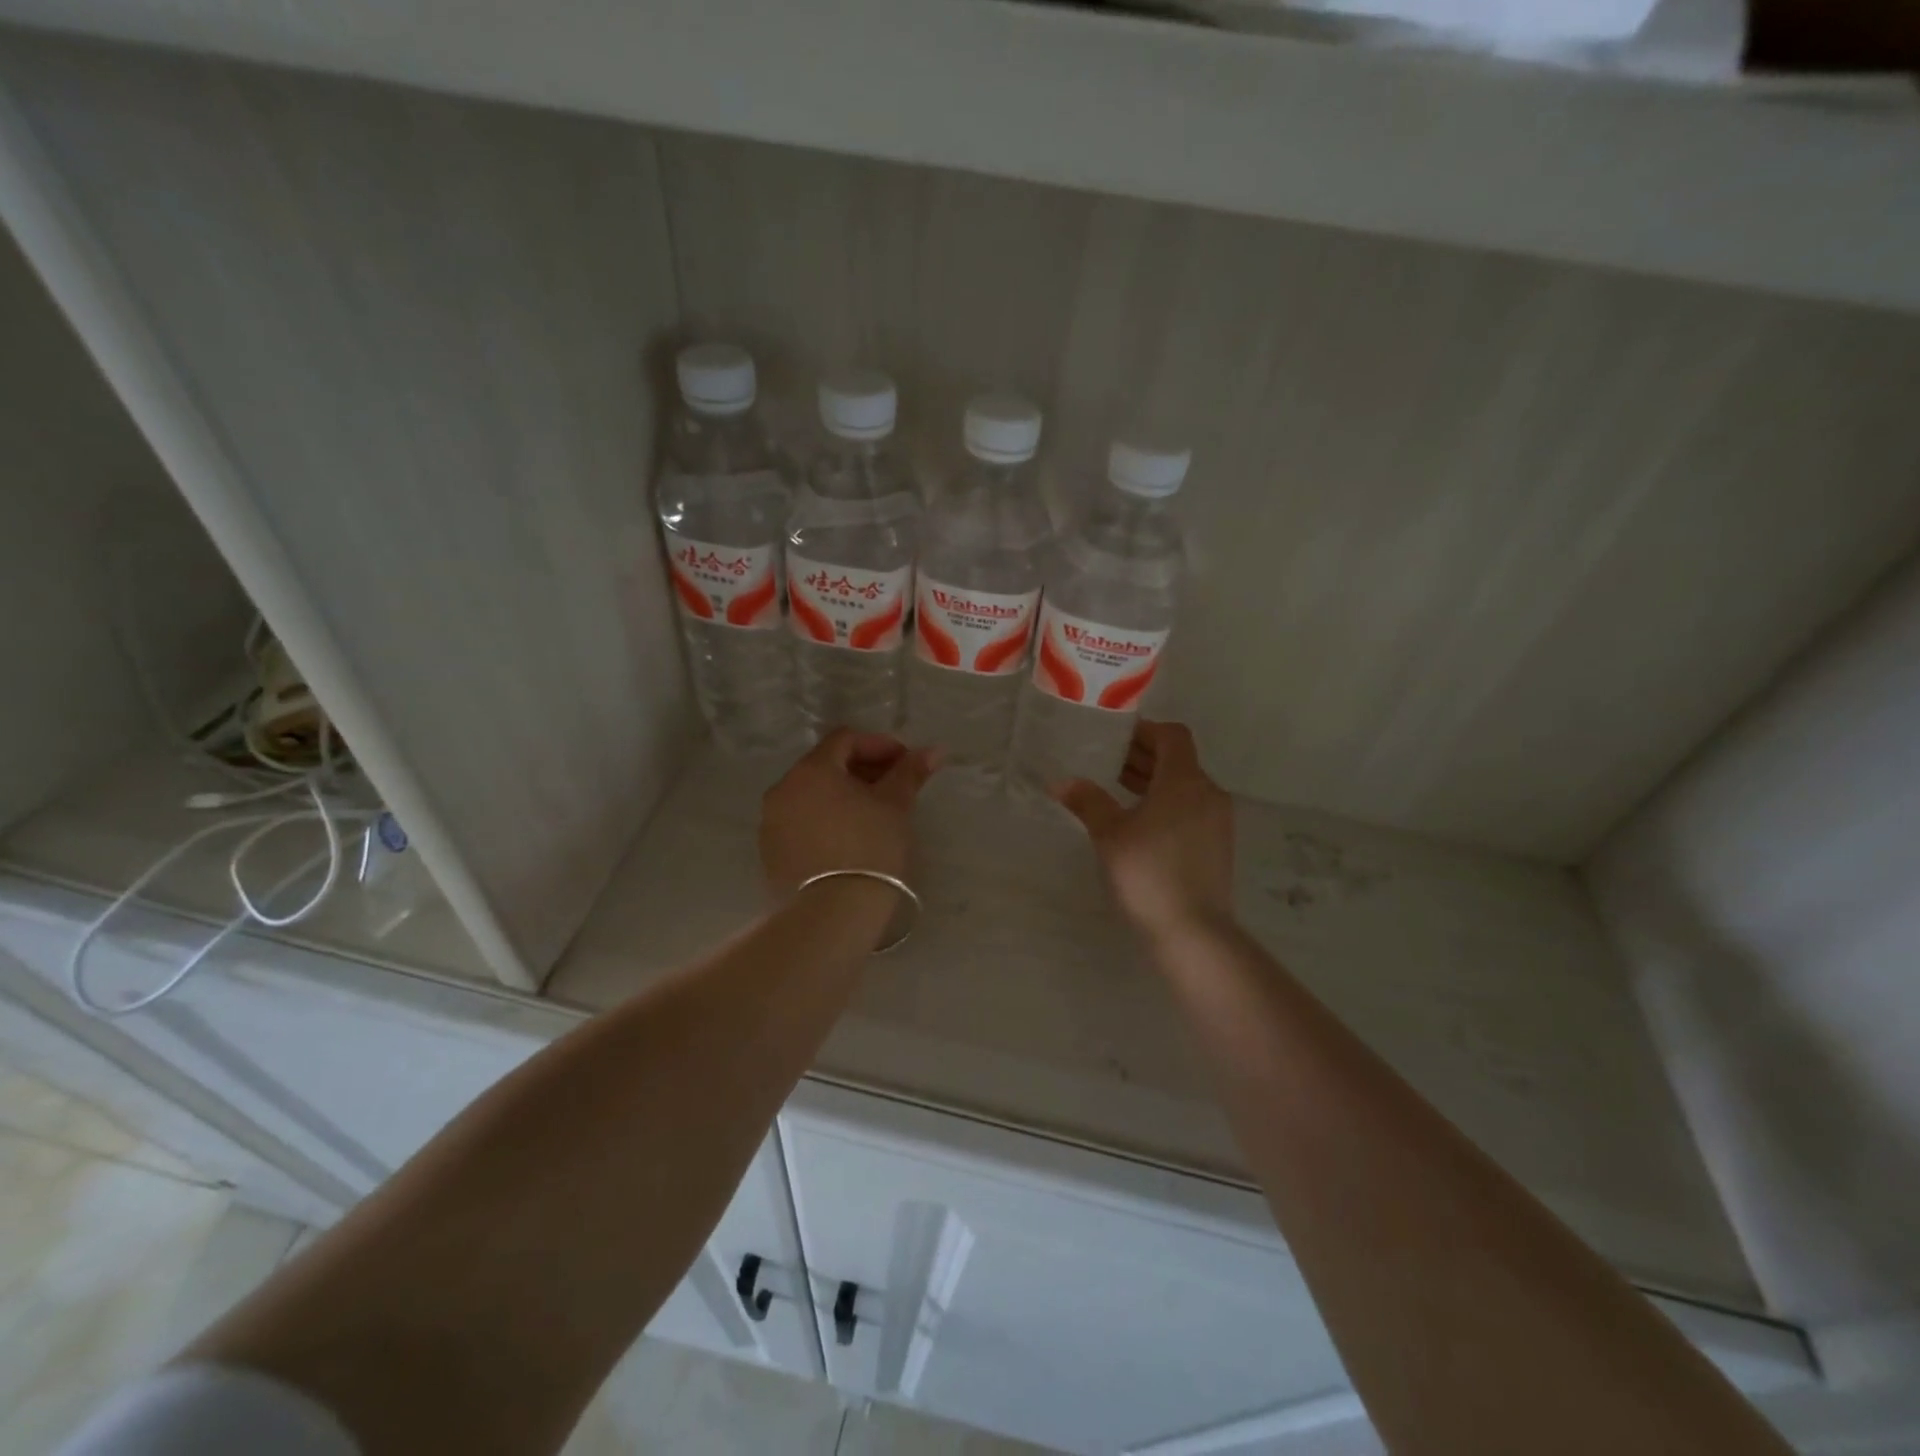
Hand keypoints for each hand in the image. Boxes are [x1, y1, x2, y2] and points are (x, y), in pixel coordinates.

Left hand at [760, 729, 939, 891]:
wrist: (831, 915)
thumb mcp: (895, 806)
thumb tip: (934, 750)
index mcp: (812, 770)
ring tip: (874, 815)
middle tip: (894, 787)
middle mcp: (783, 788)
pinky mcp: (771, 852)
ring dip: (843, 795)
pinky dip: (826, 819)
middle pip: (826, 765)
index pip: (845, 739)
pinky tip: (849, 839)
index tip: (906, 763)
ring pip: (812, 795)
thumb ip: (910, 772)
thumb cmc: (869, 849)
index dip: (879, 745)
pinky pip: (802, 822)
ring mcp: (771, 822)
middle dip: (862, 770)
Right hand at [1053, 720, 1235, 942]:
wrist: (1193, 933)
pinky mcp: (1217, 846)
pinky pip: (1190, 809)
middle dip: (1144, 756)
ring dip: (1154, 781)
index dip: (1144, 730)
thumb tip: (1061, 782)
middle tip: (1107, 761)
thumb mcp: (1110, 834)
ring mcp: (1217, 821)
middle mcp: (1208, 793)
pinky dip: (1166, 803)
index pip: (1172, 736)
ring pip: (1185, 786)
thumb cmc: (1148, 874)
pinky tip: (1138, 822)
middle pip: (1178, 760)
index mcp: (1185, 781)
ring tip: (1117, 788)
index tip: (1114, 737)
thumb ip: (1088, 801)